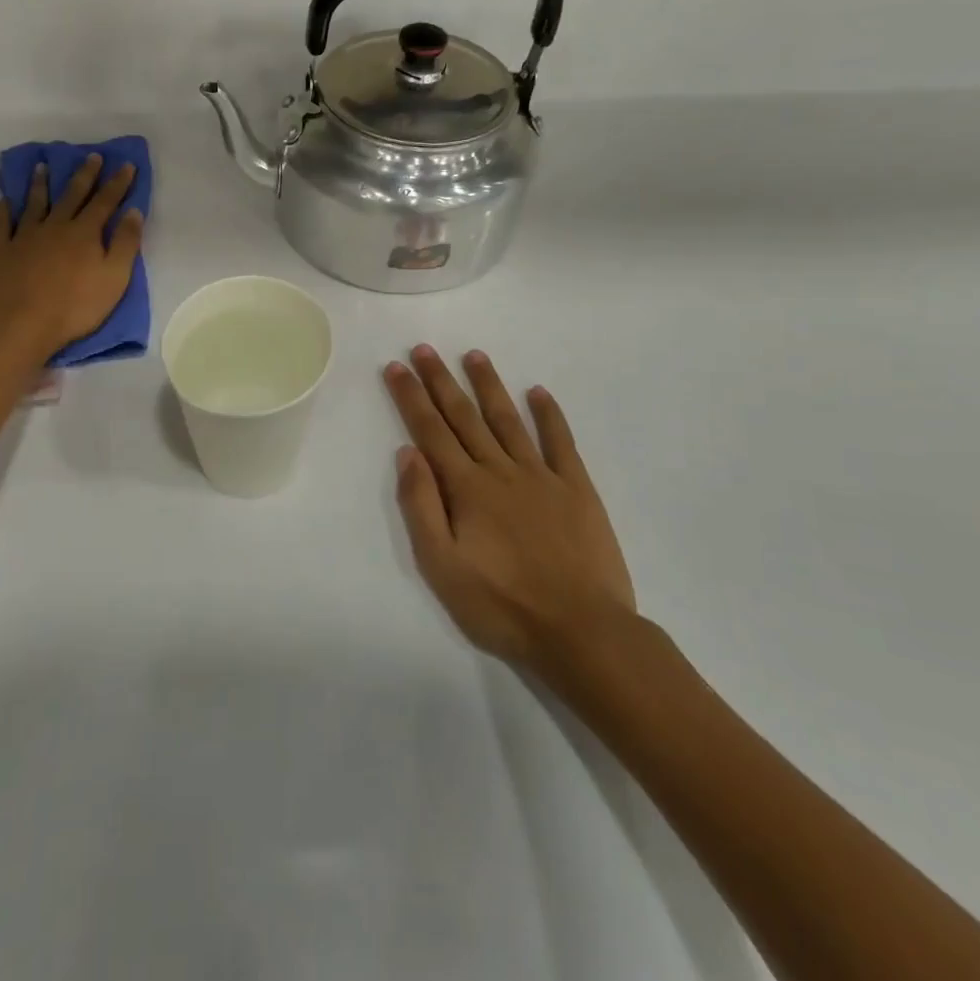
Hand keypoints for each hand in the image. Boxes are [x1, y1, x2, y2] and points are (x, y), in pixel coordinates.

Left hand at [0, 154, 143, 359]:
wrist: (20, 324)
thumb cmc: (74, 306)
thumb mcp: (114, 278)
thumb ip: (125, 244)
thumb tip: (133, 211)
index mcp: (85, 233)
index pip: (105, 201)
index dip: (118, 183)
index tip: (126, 165)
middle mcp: (55, 226)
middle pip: (72, 195)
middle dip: (84, 175)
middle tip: (91, 156)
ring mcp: (24, 236)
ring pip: (34, 203)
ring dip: (40, 184)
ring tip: (43, 166)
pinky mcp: (0, 249)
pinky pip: (1, 223)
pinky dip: (3, 210)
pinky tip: (3, 201)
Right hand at [384, 345, 637, 674]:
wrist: (582, 631)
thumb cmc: (502, 605)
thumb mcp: (442, 566)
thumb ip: (421, 506)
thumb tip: (407, 453)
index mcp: (466, 488)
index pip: (430, 431)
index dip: (411, 397)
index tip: (398, 366)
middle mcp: (500, 470)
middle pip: (465, 417)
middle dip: (441, 381)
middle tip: (426, 348)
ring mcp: (542, 476)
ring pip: (508, 420)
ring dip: (489, 386)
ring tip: (474, 355)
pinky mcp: (576, 490)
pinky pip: (560, 442)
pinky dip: (549, 415)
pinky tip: (538, 392)